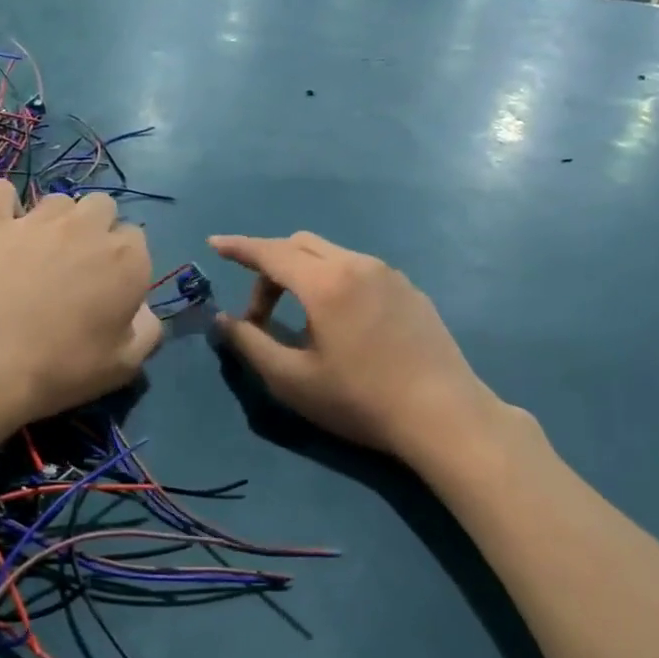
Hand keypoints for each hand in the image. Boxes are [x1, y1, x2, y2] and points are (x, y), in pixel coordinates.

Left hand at [0, 181, 160, 431]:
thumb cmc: (57, 371)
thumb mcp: (122, 367)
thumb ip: (148, 332)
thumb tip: (145, 311)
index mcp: (127, 261)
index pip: (138, 241)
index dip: (124, 266)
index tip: (109, 292)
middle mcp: (88, 228)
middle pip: (103, 207)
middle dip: (97, 231)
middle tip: (78, 270)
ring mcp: (37, 220)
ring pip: (59, 201)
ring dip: (58, 221)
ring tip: (40, 255)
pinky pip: (1, 192)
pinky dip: (4, 204)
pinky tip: (1, 227)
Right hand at [210, 232, 498, 462]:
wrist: (443, 415)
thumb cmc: (360, 400)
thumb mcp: (292, 380)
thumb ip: (250, 344)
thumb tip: (223, 320)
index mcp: (325, 281)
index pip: (270, 252)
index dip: (238, 247)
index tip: (214, 243)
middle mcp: (357, 264)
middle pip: (300, 245)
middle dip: (270, 268)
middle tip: (260, 315)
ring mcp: (389, 274)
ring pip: (332, 255)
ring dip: (303, 275)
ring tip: (302, 322)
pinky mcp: (410, 290)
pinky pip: (359, 270)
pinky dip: (334, 281)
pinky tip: (342, 324)